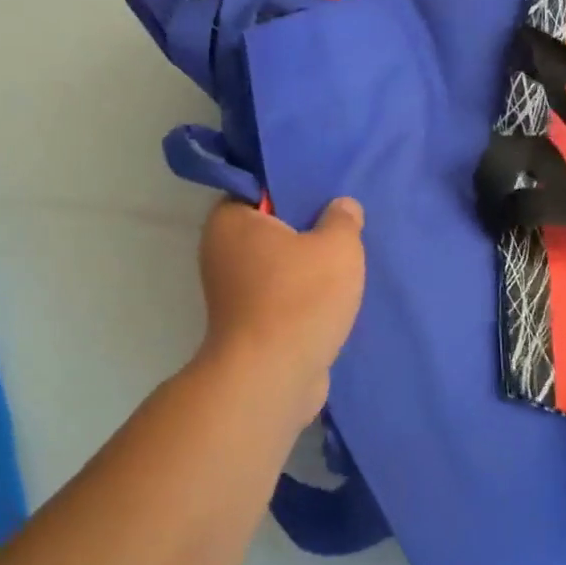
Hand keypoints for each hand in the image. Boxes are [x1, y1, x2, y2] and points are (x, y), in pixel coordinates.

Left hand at [196, 198, 365, 423]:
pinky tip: (334, 297)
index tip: (325, 191)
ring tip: (345, 261)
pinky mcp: (246, 324)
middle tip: (342, 225)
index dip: (293, 187)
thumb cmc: (300, 297)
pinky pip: (279, 295)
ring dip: (305, 267)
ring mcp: (230, 291)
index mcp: (230, 220)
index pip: (259, 189)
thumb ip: (343, 219)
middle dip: (305, 229)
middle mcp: (220, 251)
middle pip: (271, 228)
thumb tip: (342, 205)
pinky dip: (301, 296)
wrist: (273, 377)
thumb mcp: (337, 246)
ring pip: (277, 265)